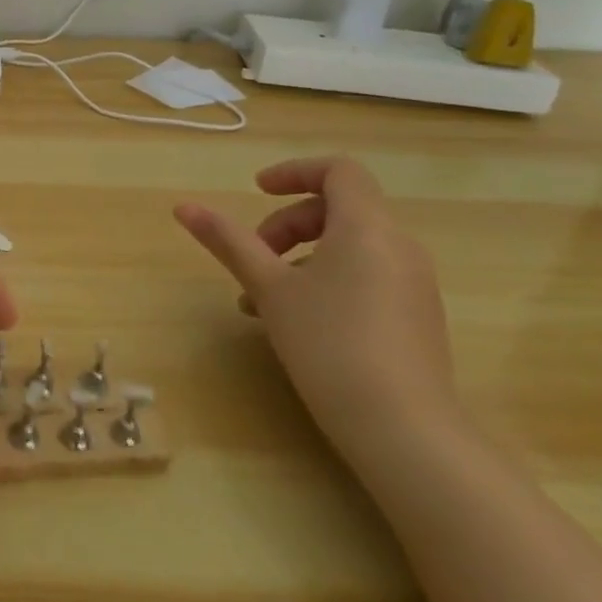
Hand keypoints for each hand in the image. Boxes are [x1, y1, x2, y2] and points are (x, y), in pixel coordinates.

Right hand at [174, 155, 460, 463]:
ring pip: (350, 246)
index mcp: (367, 227)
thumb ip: (229, 241)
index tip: (256, 191)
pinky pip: (367, 276)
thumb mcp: (269, 288)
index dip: (294, 172)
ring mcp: (414, 284)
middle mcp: (399, 246)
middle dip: (288, 224)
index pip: (339, 170)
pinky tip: (301, 323)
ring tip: (264, 299)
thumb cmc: (329, 344)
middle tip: (254, 258)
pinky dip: (328, 279)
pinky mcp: (418, 317)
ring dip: (302, 257)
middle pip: (339, 208)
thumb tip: (183, 206)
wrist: (405, 431)